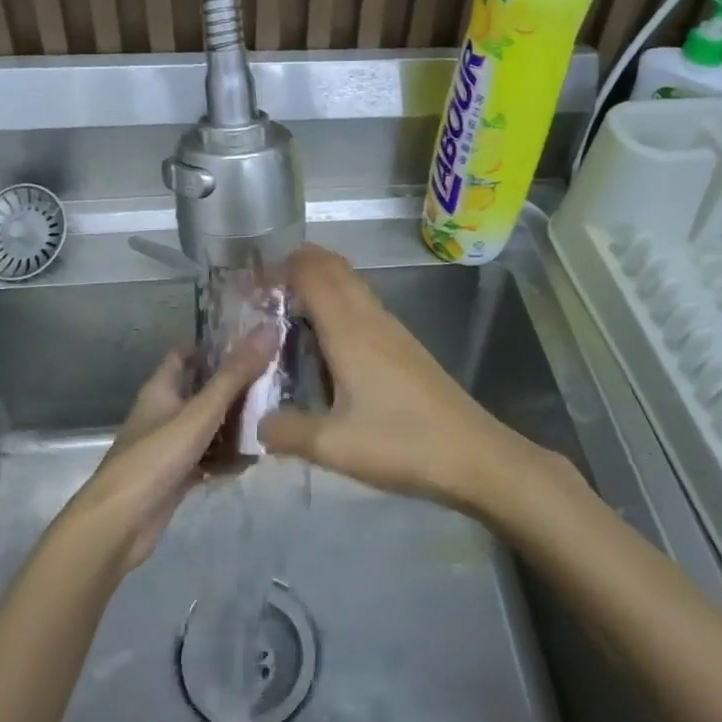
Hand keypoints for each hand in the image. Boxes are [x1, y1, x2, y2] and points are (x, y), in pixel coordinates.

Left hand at [69, 331, 276, 569]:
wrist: (119, 525)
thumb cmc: (155, 458)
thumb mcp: (199, 412)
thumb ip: (235, 375)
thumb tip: (269, 330)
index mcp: (161, 388)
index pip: (186, 354)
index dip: (214, 346)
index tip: (252, 342)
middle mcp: (164, 412)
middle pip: (203, 390)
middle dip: (236, 386)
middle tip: (276, 381)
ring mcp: (170, 445)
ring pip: (209, 426)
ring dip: (236, 424)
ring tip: (274, 419)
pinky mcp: (177, 475)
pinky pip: (208, 457)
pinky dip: (227, 457)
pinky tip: (254, 459)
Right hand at [258, 245, 568, 512]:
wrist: (474, 455)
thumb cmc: (402, 443)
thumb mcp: (333, 446)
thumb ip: (287, 431)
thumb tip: (256, 423)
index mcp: (350, 330)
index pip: (312, 272)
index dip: (279, 267)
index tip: (247, 283)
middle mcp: (371, 318)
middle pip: (333, 268)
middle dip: (297, 266)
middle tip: (261, 291)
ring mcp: (392, 330)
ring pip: (351, 286)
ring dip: (319, 283)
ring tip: (286, 311)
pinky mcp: (405, 347)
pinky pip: (363, 306)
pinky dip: (338, 304)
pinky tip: (326, 342)